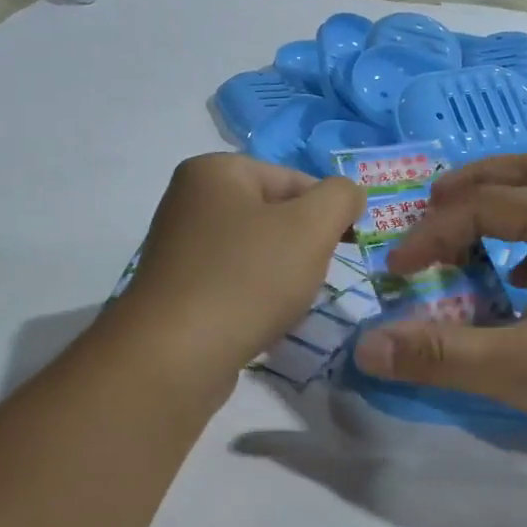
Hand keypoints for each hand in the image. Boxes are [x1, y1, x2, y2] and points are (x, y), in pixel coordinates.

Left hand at [117, 153, 364, 383]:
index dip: (328, 212)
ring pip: (257, 252)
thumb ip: (340, 198)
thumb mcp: (311, 227)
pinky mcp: (178, 289)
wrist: (177, 356)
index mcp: (215, 171)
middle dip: (303, 247)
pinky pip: (234, 282)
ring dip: (282, 276)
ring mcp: (180, 247)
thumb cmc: (248, 279)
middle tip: (312, 278)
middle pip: (275, 215)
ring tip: (286, 304)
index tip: (345, 248)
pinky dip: (255, 298)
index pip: (295, 179)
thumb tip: (349, 193)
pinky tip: (261, 322)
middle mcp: (190, 200)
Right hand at [352, 153, 526, 463]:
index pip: (482, 206)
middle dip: (474, 184)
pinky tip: (526, 285)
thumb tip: (368, 347)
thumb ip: (441, 355)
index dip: (430, 234)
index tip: (398, 273)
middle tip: (433, 206)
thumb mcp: (520, 369)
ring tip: (474, 241)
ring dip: (509, 208)